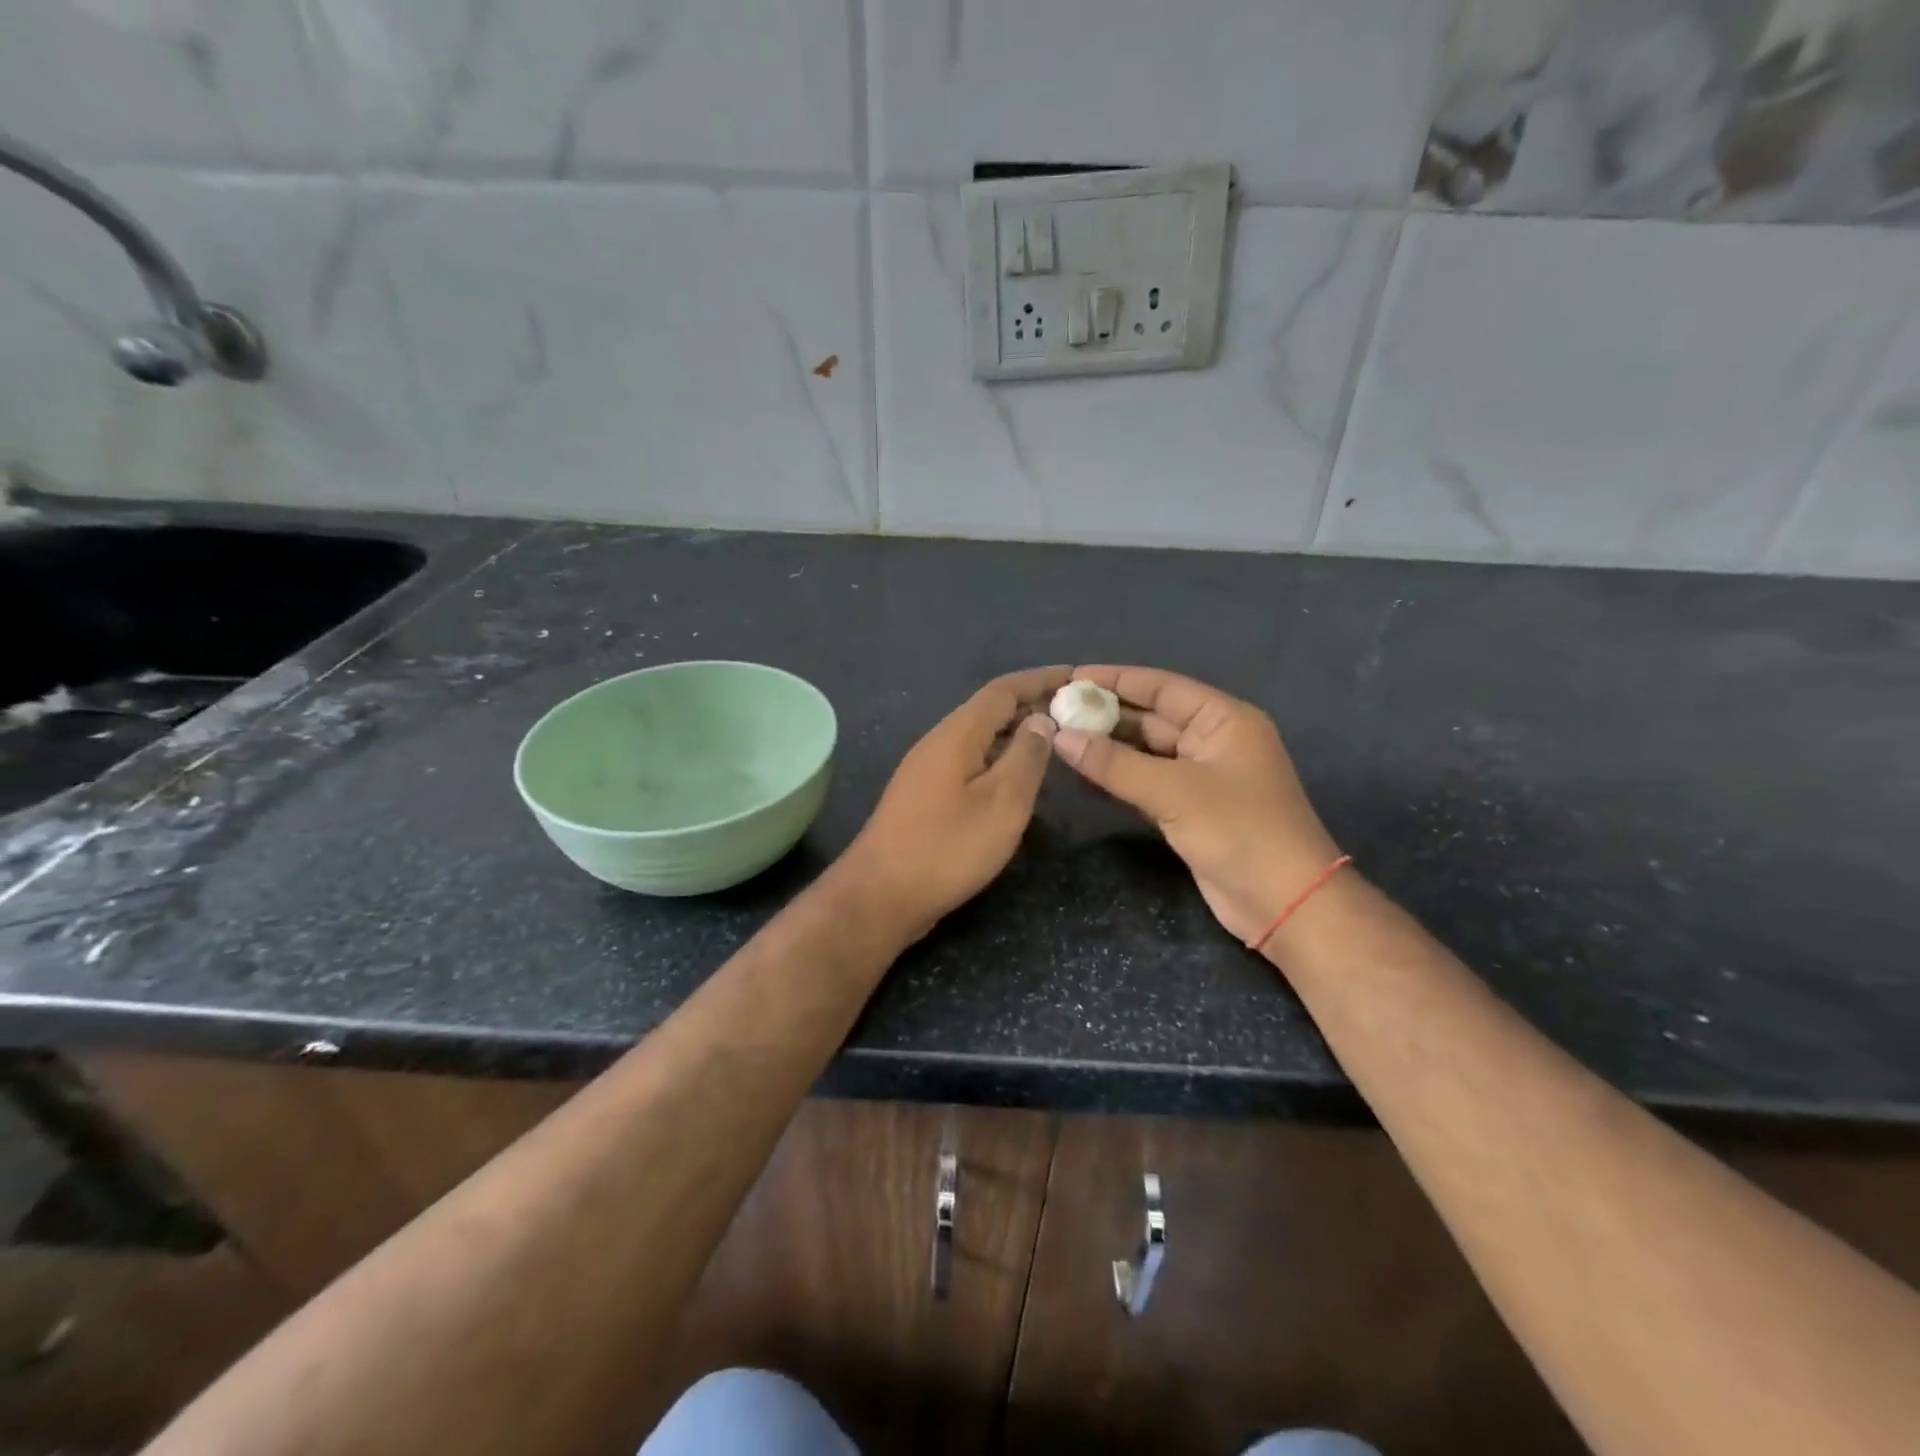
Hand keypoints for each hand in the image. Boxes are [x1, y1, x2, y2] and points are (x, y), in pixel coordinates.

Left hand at [840, 666, 1069, 944]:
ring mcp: (925, 771)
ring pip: (977, 739)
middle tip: (1073, 714)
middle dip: (1029, 706)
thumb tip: (1040, 721)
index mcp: (956, 734)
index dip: (1039, 680)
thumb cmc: (948, 847)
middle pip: (988, 711)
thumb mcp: (1003, 802)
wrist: (880, 895)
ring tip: (1052, 745)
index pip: (1002, 690)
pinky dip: (996, 761)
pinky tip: (1014, 783)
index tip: (1075, 676)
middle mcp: (937, 743)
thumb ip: (1026, 757)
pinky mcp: (923, 798)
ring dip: (1013, 735)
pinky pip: (967, 764)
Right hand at [1050, 665, 1340, 944]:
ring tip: (1058, 739)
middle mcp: (1212, 741)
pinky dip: (1117, 778)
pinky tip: (1082, 775)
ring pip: (1146, 753)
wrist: (1284, 901)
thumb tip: (1060, 737)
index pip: (1162, 686)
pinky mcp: (1190, 810)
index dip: (1116, 680)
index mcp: (1223, 720)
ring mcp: (1201, 777)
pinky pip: (1146, 783)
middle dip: (1106, 716)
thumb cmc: (1238, 830)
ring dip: (1108, 748)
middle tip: (1055, 712)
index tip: (1071, 677)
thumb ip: (1114, 763)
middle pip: (1151, 718)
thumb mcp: (1173, 791)